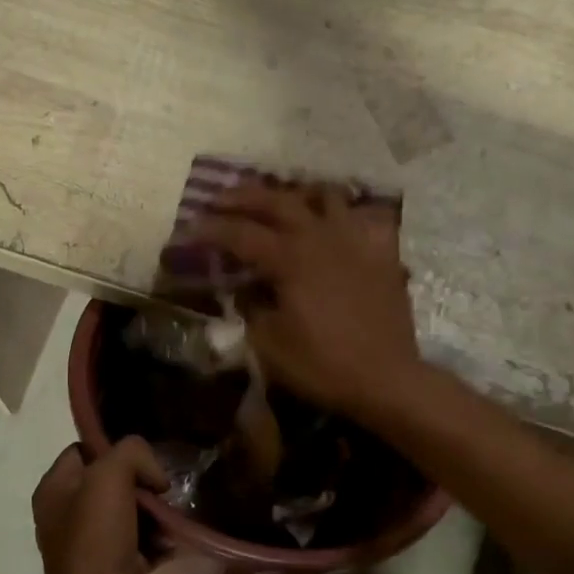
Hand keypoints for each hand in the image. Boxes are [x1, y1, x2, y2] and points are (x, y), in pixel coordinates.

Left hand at [31, 439, 167, 573]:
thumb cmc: (97, 542)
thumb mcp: (110, 478)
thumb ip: (131, 454)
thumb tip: (153, 476)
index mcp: (55, 489)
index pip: (85, 450)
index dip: (115, 449)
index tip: (145, 461)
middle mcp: (66, 516)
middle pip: (113, 483)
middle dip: (143, 486)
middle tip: (163, 494)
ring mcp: (88, 547)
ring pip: (130, 516)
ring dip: (155, 517)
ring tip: (173, 521)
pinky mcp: (110, 573)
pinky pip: (139, 547)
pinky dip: (157, 545)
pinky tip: (172, 546)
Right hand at [195, 183, 423, 415]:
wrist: (386, 379)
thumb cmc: (322, 365)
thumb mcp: (269, 345)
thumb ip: (251, 309)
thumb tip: (245, 290)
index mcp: (290, 258)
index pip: (240, 234)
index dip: (210, 230)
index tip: (187, 229)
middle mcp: (322, 237)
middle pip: (278, 201)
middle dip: (244, 197)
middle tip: (220, 199)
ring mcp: (356, 241)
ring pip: (326, 197)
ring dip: (297, 194)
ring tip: (281, 200)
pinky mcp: (383, 255)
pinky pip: (366, 218)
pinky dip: (347, 215)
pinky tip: (337, 224)